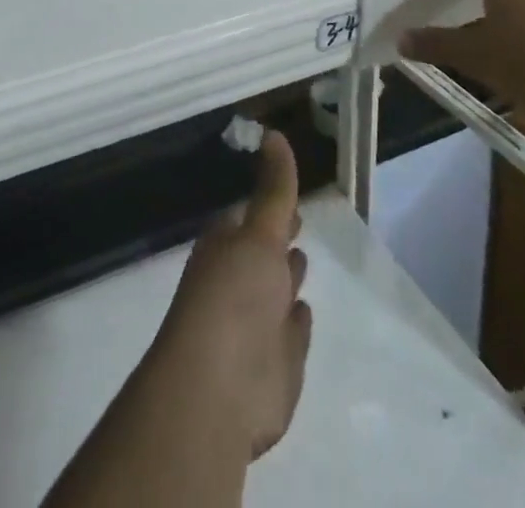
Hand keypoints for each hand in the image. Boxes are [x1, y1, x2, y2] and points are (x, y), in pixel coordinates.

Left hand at [148, 131, 312, 460]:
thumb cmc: (234, 297)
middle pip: (262, 253)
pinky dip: (297, 322)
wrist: (220, 390)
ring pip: (276, 292)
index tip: (286, 188)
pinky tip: (304, 312)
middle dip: (278, 238)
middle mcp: (239, 281)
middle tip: (298, 220)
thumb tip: (274, 133)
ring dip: (287, 276)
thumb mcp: (259, 232)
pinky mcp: (277, 365)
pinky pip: (291, 334)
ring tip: (302, 257)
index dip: (269, 202)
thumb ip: (274, 189)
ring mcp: (257, 324)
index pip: (250, 216)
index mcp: (227, 245)